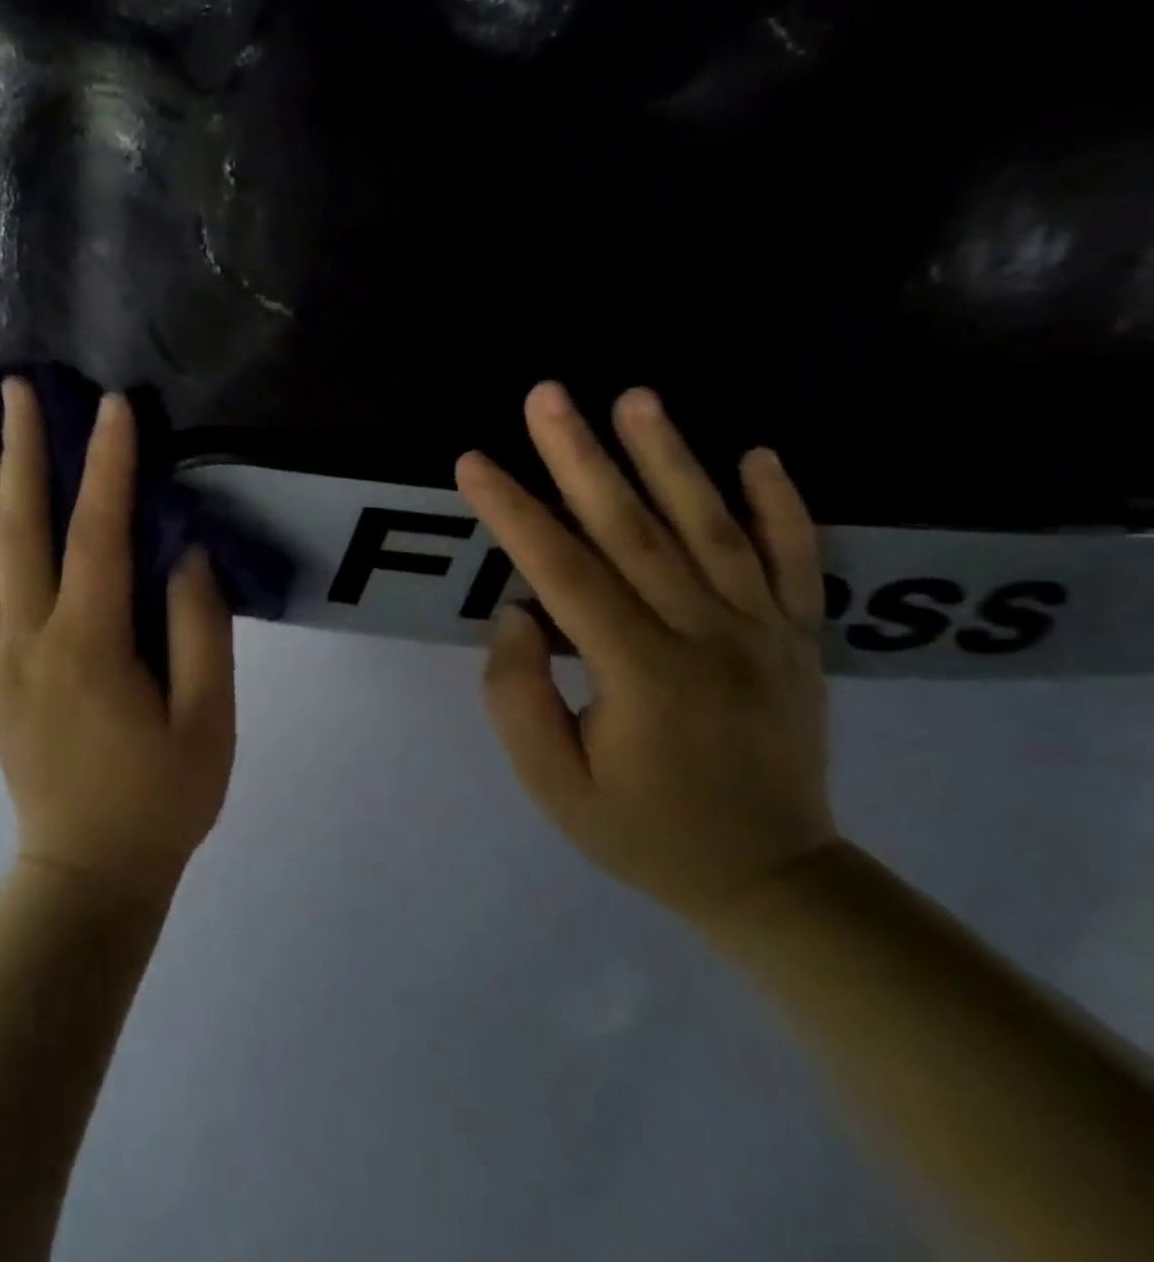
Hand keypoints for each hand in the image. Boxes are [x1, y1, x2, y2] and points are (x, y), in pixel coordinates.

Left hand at [0, 378, 236, 904]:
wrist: (88, 874)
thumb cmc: (160, 800)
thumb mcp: (207, 721)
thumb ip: (200, 630)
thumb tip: (183, 553)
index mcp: (87, 646)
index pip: (95, 533)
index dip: (107, 465)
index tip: (111, 406)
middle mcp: (27, 641)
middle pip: (17, 529)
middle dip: (19, 453)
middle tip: (15, 392)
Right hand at [455, 382, 834, 922]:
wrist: (770, 878)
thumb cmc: (642, 831)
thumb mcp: (553, 783)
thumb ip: (518, 695)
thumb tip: (517, 611)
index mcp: (642, 674)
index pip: (565, 574)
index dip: (514, 513)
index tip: (473, 463)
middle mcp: (708, 638)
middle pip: (635, 532)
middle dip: (582, 458)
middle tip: (547, 396)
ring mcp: (765, 634)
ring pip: (713, 529)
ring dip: (671, 458)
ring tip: (635, 399)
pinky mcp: (800, 640)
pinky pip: (797, 561)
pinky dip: (782, 505)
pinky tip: (758, 454)